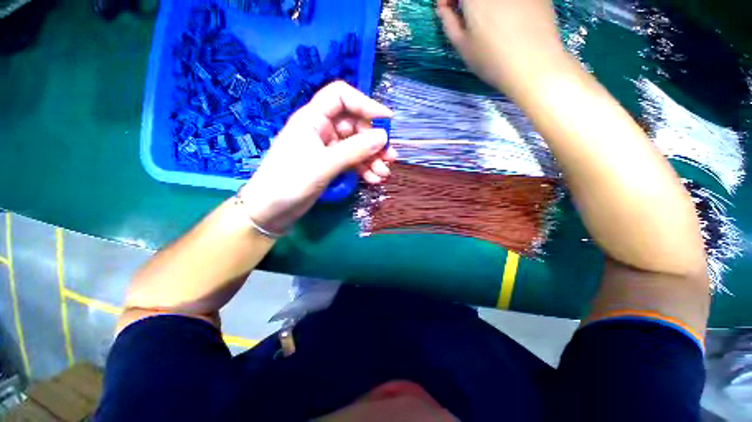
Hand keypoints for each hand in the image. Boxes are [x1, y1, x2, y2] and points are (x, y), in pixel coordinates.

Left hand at [239, 81, 396, 233]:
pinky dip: (364, 169)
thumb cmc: (290, 181)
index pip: (341, 97)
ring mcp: (327, 148)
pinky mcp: (331, 165)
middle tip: (390, 158)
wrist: (272, 210)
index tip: (387, 121)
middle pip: (355, 125)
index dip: (365, 104)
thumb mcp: (324, 164)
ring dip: (372, 158)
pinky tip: (374, 179)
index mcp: (313, 118)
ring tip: (384, 174)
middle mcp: (322, 129)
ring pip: (356, 146)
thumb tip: (383, 137)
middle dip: (374, 141)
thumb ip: (354, 150)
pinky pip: (352, 161)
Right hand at [437, 0, 568, 92]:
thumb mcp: (462, 45)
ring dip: (485, 3)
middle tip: (464, 13)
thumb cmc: (491, 59)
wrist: (534, 65)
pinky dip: (504, 4)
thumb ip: (449, 22)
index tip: (445, 9)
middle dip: (465, 1)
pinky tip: (506, 17)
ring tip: (485, 17)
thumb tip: (444, 9)